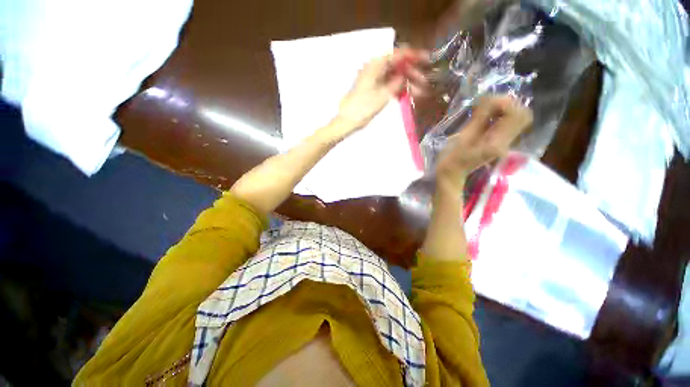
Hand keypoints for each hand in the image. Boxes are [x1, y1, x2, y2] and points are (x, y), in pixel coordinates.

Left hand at [335, 48, 429, 132]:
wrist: (347, 121)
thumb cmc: (363, 108)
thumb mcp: (383, 95)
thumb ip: (397, 82)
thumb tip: (406, 74)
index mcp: (376, 65)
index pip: (398, 54)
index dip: (414, 55)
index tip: (427, 59)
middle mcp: (374, 68)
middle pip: (397, 65)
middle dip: (412, 72)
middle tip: (425, 83)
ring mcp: (373, 79)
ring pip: (394, 76)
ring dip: (406, 82)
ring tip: (419, 92)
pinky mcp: (372, 89)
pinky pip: (388, 84)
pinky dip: (398, 89)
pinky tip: (406, 95)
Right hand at [435, 95, 532, 189]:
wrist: (452, 173)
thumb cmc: (451, 158)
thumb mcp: (463, 138)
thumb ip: (480, 119)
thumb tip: (491, 98)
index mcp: (497, 143)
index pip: (516, 115)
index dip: (504, 103)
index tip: (485, 102)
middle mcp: (507, 143)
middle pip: (523, 115)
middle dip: (507, 104)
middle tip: (487, 104)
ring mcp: (505, 143)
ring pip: (518, 118)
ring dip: (504, 109)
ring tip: (485, 108)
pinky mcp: (501, 142)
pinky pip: (509, 123)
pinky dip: (501, 115)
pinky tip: (486, 116)